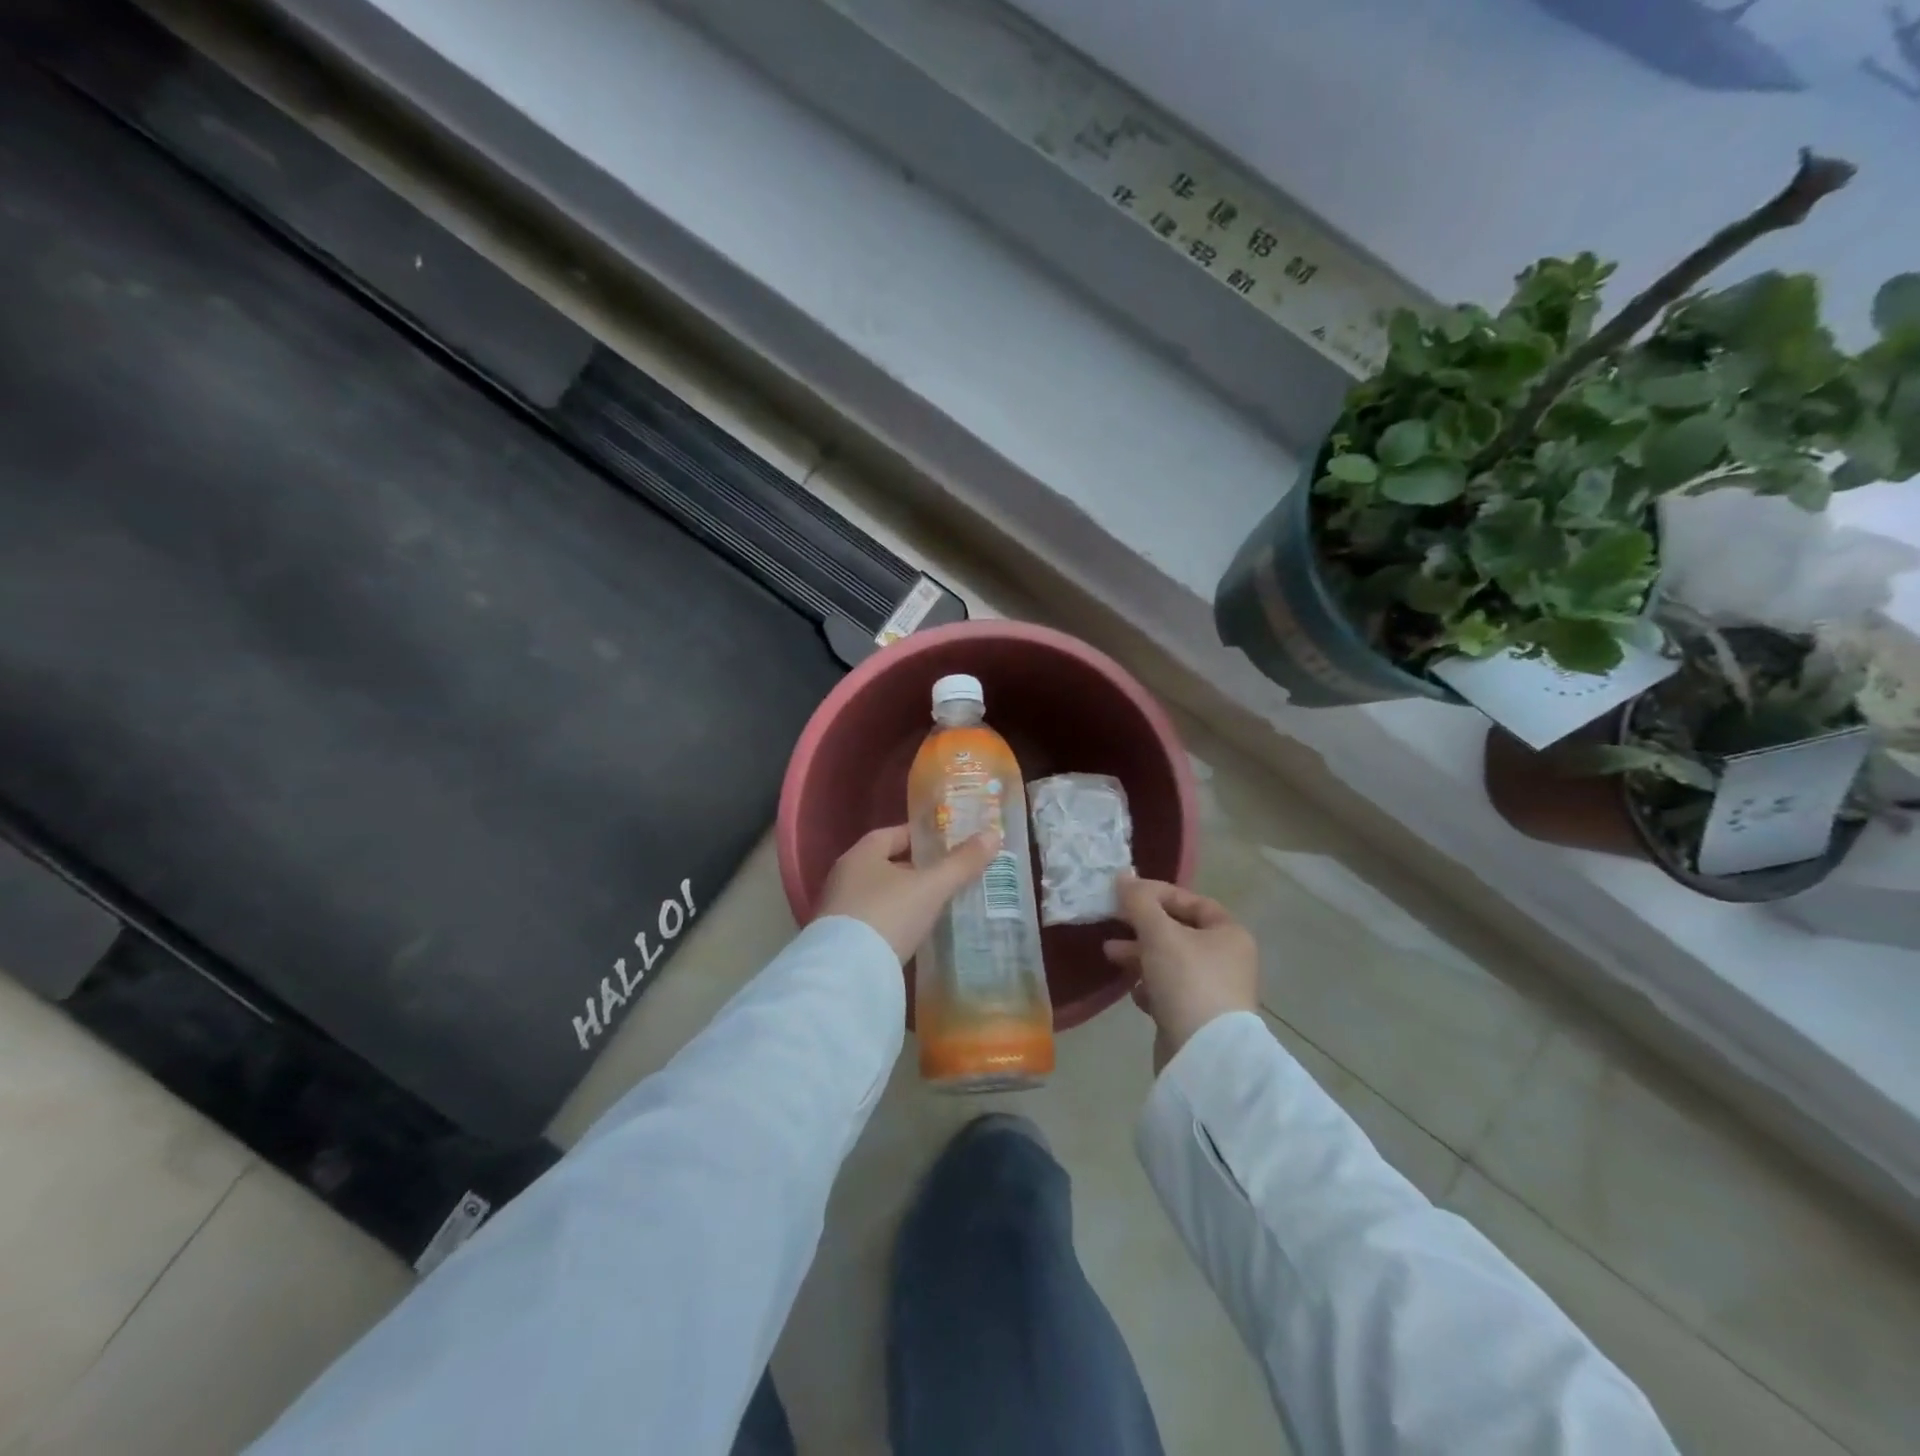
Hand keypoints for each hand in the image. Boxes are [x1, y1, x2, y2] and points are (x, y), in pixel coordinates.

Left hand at [815, 824, 1002, 962]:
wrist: (846, 974)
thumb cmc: (888, 915)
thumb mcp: (931, 887)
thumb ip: (961, 863)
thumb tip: (993, 834)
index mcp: (861, 855)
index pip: (892, 834)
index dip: (920, 836)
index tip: (947, 843)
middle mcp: (845, 877)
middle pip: (885, 865)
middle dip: (916, 869)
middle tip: (950, 875)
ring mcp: (839, 910)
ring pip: (880, 895)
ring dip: (906, 897)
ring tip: (939, 904)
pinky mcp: (841, 941)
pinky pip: (875, 921)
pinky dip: (896, 922)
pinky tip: (916, 932)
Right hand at [1104, 876, 1258, 1072]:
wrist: (1204, 1056)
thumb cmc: (1187, 981)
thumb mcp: (1159, 933)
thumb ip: (1139, 902)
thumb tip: (1123, 877)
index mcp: (1229, 934)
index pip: (1192, 901)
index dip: (1158, 893)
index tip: (1125, 894)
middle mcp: (1227, 960)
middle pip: (1178, 932)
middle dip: (1142, 927)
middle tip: (1112, 923)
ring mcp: (1213, 991)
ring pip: (1170, 962)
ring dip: (1139, 956)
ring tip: (1110, 954)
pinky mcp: (1197, 1018)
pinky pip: (1169, 992)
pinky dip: (1150, 987)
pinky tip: (1136, 993)